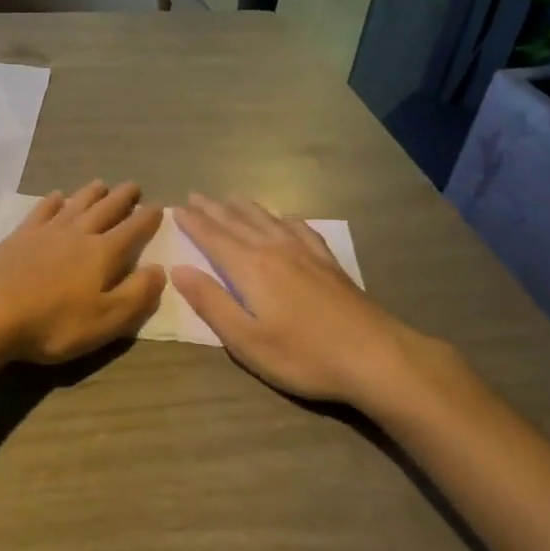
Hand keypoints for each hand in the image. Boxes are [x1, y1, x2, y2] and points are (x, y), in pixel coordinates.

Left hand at [0, 182, 164, 365]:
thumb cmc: (53, 322)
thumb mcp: (106, 319)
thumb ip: (136, 294)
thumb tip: (160, 269)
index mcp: (103, 253)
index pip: (133, 230)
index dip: (148, 219)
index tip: (160, 207)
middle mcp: (78, 234)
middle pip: (106, 209)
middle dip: (123, 198)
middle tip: (134, 186)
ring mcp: (47, 231)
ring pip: (76, 204)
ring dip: (91, 193)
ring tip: (101, 183)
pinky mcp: (20, 236)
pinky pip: (42, 211)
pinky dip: (53, 202)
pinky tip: (56, 197)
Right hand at [172, 195, 419, 405]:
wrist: (374, 356)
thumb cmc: (303, 355)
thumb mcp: (246, 340)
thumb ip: (211, 302)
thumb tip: (179, 269)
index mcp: (250, 268)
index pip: (213, 238)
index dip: (193, 223)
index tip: (175, 208)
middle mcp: (274, 249)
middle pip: (237, 222)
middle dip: (212, 209)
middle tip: (194, 195)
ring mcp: (305, 252)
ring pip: (266, 219)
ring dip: (243, 207)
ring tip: (229, 197)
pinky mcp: (328, 262)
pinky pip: (299, 228)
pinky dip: (283, 218)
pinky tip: (283, 218)